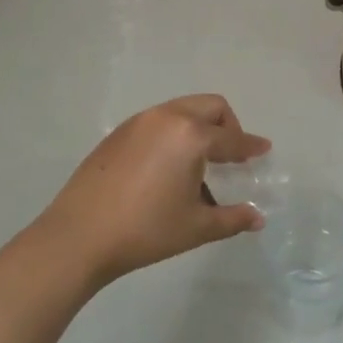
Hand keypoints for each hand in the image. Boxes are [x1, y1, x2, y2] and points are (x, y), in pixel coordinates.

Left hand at [35, 95, 270, 288]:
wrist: (79, 236)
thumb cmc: (146, 230)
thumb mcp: (196, 227)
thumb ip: (232, 219)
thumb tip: (257, 218)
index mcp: (191, 136)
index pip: (231, 138)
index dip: (251, 146)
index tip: (263, 149)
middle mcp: (166, 118)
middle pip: (210, 107)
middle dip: (228, 126)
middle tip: (231, 155)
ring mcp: (138, 122)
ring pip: (182, 110)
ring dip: (199, 127)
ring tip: (199, 163)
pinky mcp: (118, 134)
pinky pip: (158, 122)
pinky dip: (174, 133)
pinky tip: (167, 167)